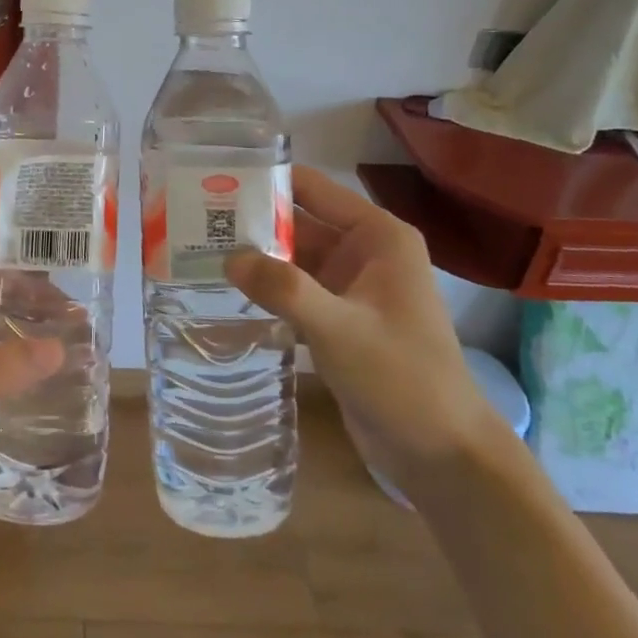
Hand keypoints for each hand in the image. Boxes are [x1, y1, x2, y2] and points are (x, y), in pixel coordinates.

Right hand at [225, 166, 498, 484]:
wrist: (444, 456)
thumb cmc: (403, 379)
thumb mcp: (340, 329)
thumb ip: (284, 289)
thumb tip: (228, 258)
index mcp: (376, 236)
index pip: (311, 188)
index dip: (265, 181)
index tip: (214, 182)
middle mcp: (362, 252)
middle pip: (296, 223)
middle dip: (249, 221)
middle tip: (193, 220)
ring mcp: (349, 287)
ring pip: (291, 259)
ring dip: (253, 258)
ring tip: (196, 251)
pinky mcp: (337, 319)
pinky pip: (294, 291)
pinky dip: (265, 290)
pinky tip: (224, 293)